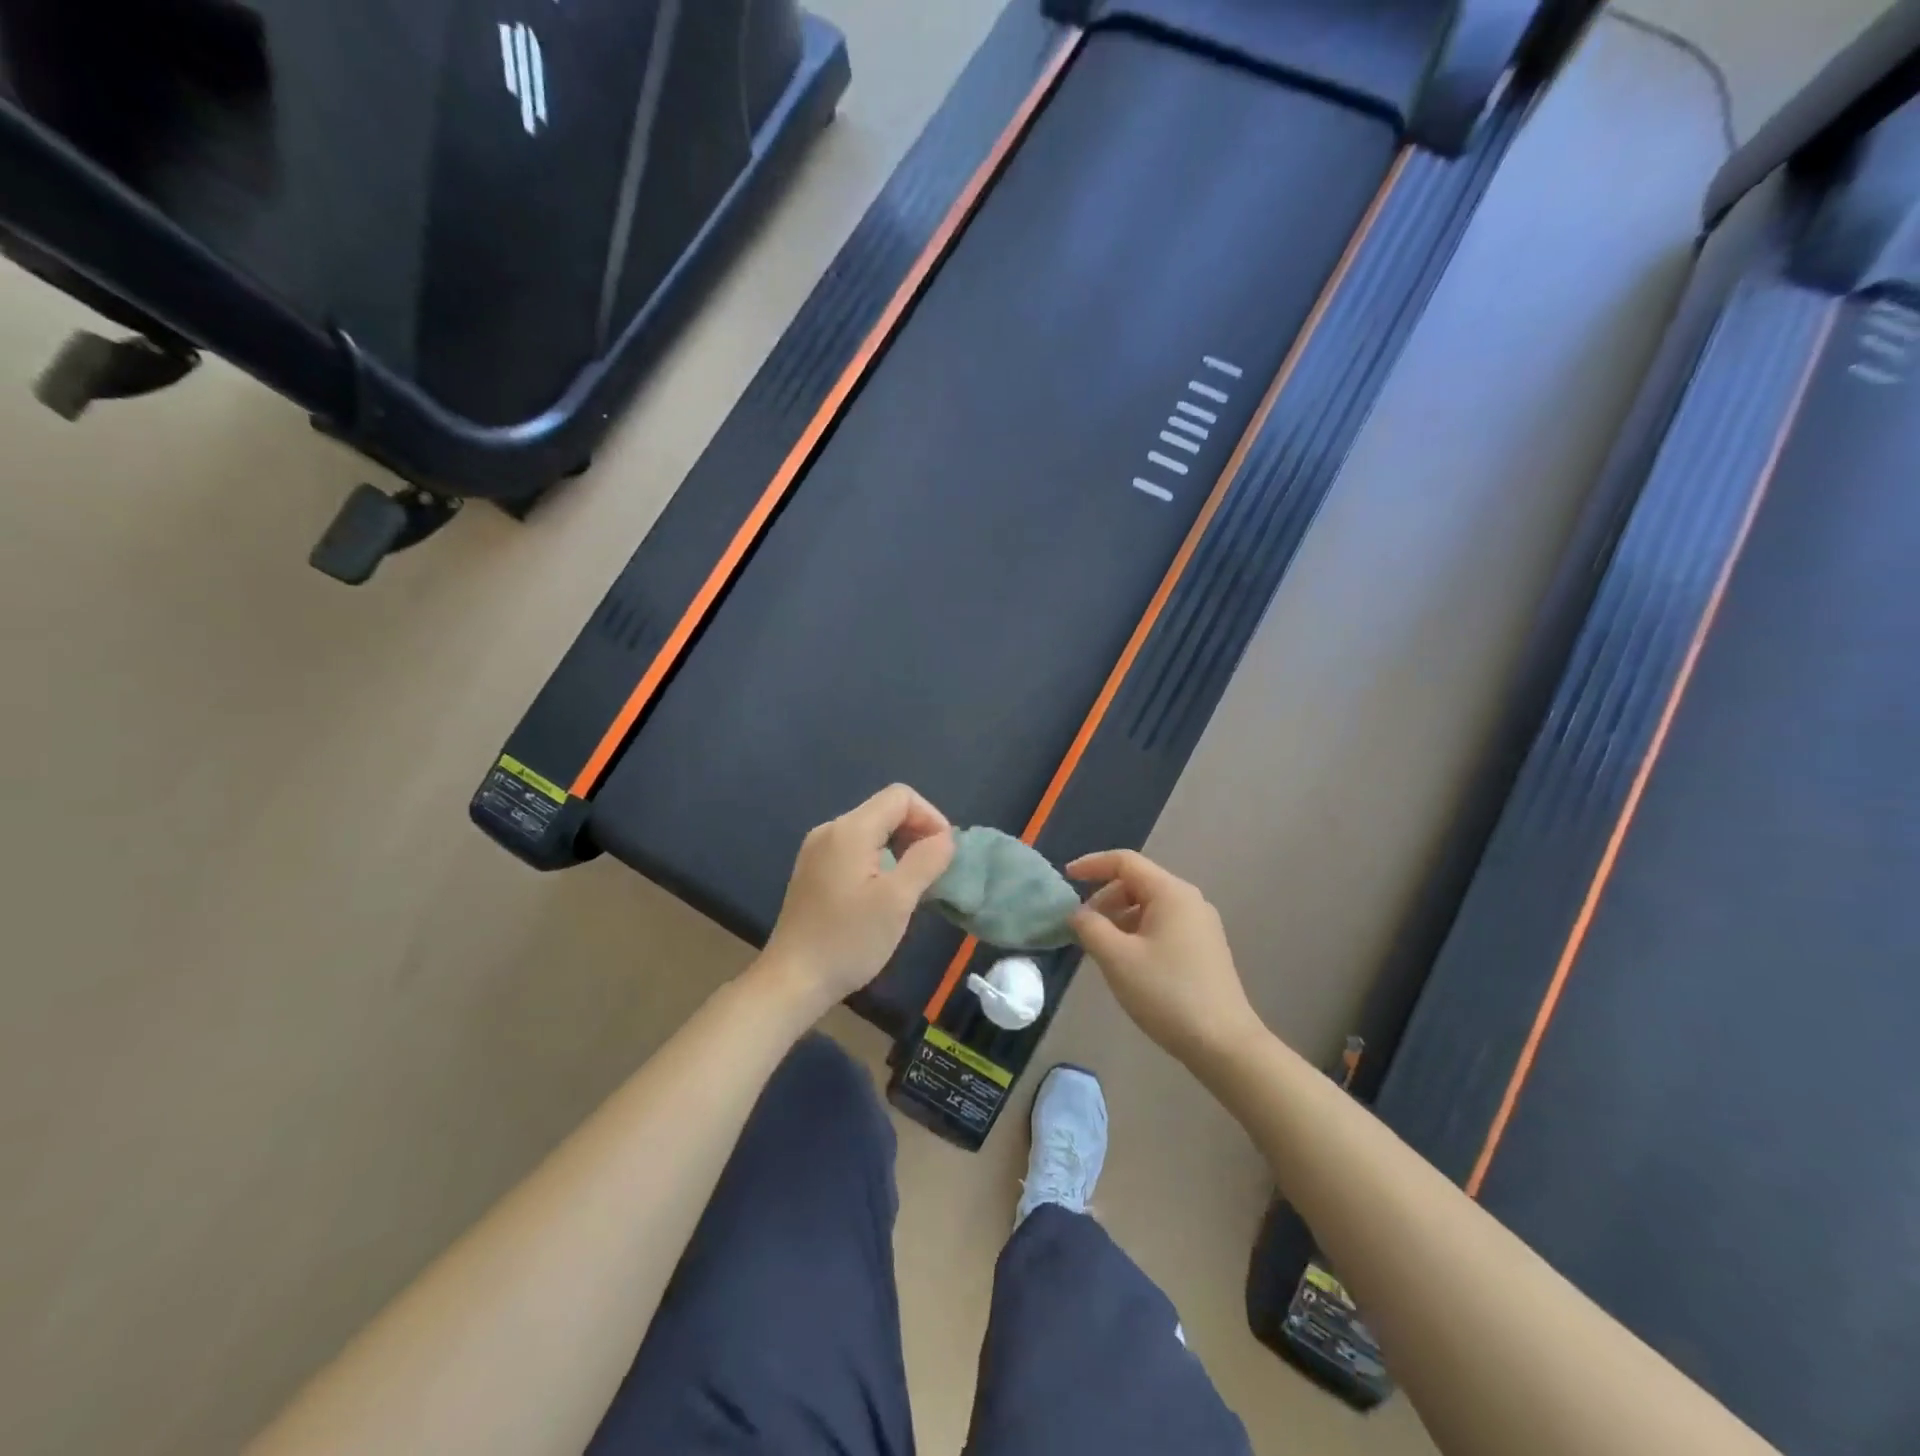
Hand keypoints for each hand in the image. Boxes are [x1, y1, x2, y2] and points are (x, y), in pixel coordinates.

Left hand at [762, 785, 954, 1010]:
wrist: (792, 981)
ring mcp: (816, 850)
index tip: (943, 854)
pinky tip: (883, 893)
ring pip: (870, 830)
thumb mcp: (897, 901)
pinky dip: (879, 860)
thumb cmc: (848, 940)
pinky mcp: (812, 871)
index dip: (930, 817)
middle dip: (916, 832)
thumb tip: (944, 838)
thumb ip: (926, 861)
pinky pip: (854, 849)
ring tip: (912, 885)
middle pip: (884, 810)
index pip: (900, 796)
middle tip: (932, 872)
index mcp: (850, 830)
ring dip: (899, 848)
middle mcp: (830, 830)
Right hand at [1069, 850, 1262, 1069]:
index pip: (1125, 861)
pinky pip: (1162, 925)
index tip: (1065, 877)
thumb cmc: (1166, 993)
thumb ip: (1090, 927)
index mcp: (1171, 893)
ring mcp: (1201, 925)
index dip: (1092, 864)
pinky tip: (1126, 961)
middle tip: (1081, 926)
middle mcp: (1189, 900)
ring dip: (1119, 918)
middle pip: (1137, 883)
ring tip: (1100, 947)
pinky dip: (1137, 932)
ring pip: (1149, 906)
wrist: (1223, 1044)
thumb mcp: (1116, 958)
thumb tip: (1078, 913)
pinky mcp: (1204, 949)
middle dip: (1104, 898)